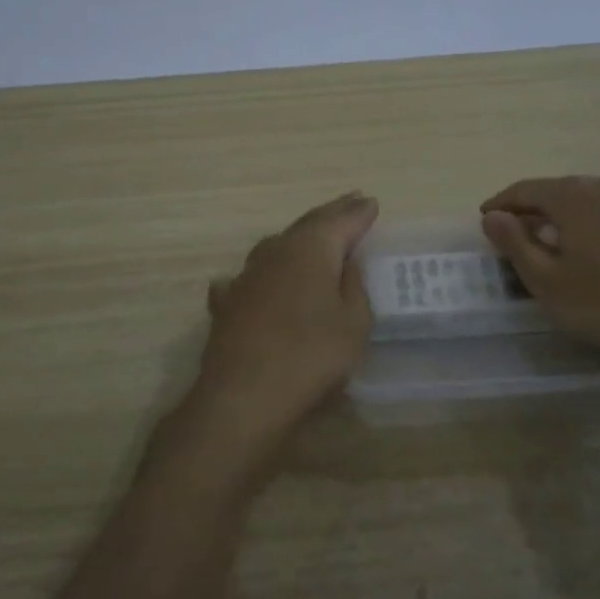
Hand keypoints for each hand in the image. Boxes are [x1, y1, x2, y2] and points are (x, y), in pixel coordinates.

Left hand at [187, 191, 377, 468]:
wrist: (245, 395)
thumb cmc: (312, 355)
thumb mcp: (354, 323)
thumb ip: (354, 287)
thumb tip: (346, 262)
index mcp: (311, 249)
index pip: (341, 221)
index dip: (358, 213)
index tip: (372, 203)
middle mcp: (276, 251)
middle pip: (308, 226)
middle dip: (331, 215)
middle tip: (350, 203)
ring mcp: (246, 275)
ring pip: (277, 246)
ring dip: (298, 240)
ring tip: (313, 238)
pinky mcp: (227, 303)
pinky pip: (250, 277)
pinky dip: (264, 275)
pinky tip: (259, 281)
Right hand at [480, 176, 599, 367]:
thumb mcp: (547, 281)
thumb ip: (515, 244)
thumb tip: (493, 216)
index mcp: (574, 197)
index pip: (526, 189)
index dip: (502, 203)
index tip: (487, 217)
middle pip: (564, 191)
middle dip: (540, 209)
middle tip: (525, 232)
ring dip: (579, 217)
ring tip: (571, 243)